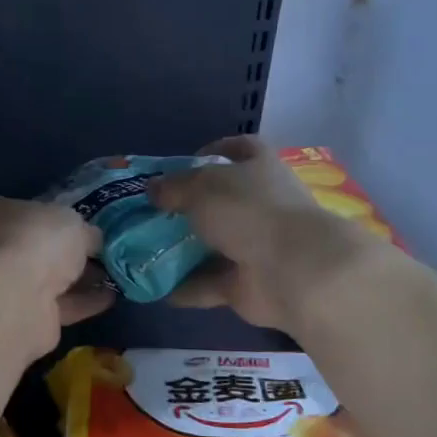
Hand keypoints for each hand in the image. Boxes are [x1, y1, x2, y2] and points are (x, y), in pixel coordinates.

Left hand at [0, 197, 113, 341]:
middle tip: (105, 254)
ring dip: (80, 279)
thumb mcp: (72, 222)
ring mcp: (5, 286)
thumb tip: (93, 240)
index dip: (57, 219)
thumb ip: (84, 231)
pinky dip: (83, 302)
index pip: (28, 212)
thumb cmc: (36, 241)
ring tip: (114, 276)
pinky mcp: (22, 317)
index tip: (86, 226)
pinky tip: (110, 297)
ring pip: (48, 279)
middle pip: (39, 248)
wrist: (14, 299)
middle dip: (71, 253)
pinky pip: (58, 305)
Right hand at [150, 137, 384, 329]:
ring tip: (143, 250)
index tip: (182, 164)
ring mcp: (256, 246)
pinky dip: (185, 287)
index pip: (239, 150)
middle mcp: (260, 204)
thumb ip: (173, 186)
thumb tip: (153, 188)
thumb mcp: (201, 186)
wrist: (294, 271)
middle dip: (187, 206)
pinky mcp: (248, 283)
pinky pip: (209, 283)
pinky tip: (153, 287)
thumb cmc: (248, 211)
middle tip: (151, 212)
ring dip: (182, 250)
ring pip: (213, 245)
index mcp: (259, 167)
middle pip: (220, 201)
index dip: (212, 152)